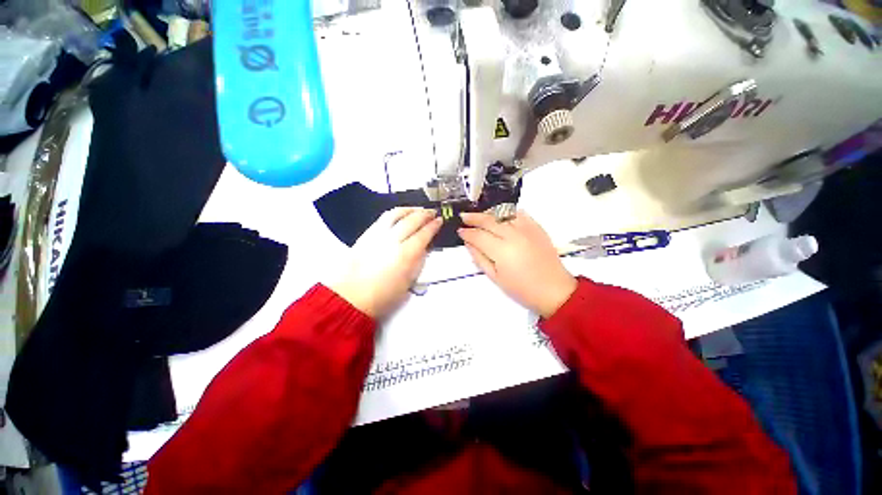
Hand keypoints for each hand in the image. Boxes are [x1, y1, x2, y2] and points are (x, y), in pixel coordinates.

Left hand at [329, 207, 441, 318]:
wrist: (352, 297)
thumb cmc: (383, 296)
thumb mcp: (408, 282)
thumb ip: (418, 261)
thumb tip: (424, 247)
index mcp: (406, 255)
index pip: (423, 234)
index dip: (433, 226)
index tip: (439, 221)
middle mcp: (392, 240)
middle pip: (411, 221)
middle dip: (424, 214)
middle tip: (432, 212)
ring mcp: (378, 235)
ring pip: (396, 214)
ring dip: (409, 209)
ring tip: (417, 209)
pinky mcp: (366, 234)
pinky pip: (383, 218)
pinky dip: (395, 213)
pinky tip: (399, 214)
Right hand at [458, 211, 576, 317]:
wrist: (554, 290)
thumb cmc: (522, 289)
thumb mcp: (495, 278)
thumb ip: (480, 258)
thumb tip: (468, 243)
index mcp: (502, 251)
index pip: (478, 235)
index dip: (467, 232)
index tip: (459, 231)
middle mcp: (513, 235)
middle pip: (489, 220)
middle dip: (473, 217)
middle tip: (463, 216)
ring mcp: (527, 229)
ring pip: (503, 213)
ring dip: (489, 213)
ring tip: (480, 216)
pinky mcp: (537, 228)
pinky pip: (520, 213)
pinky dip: (508, 212)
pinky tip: (501, 215)